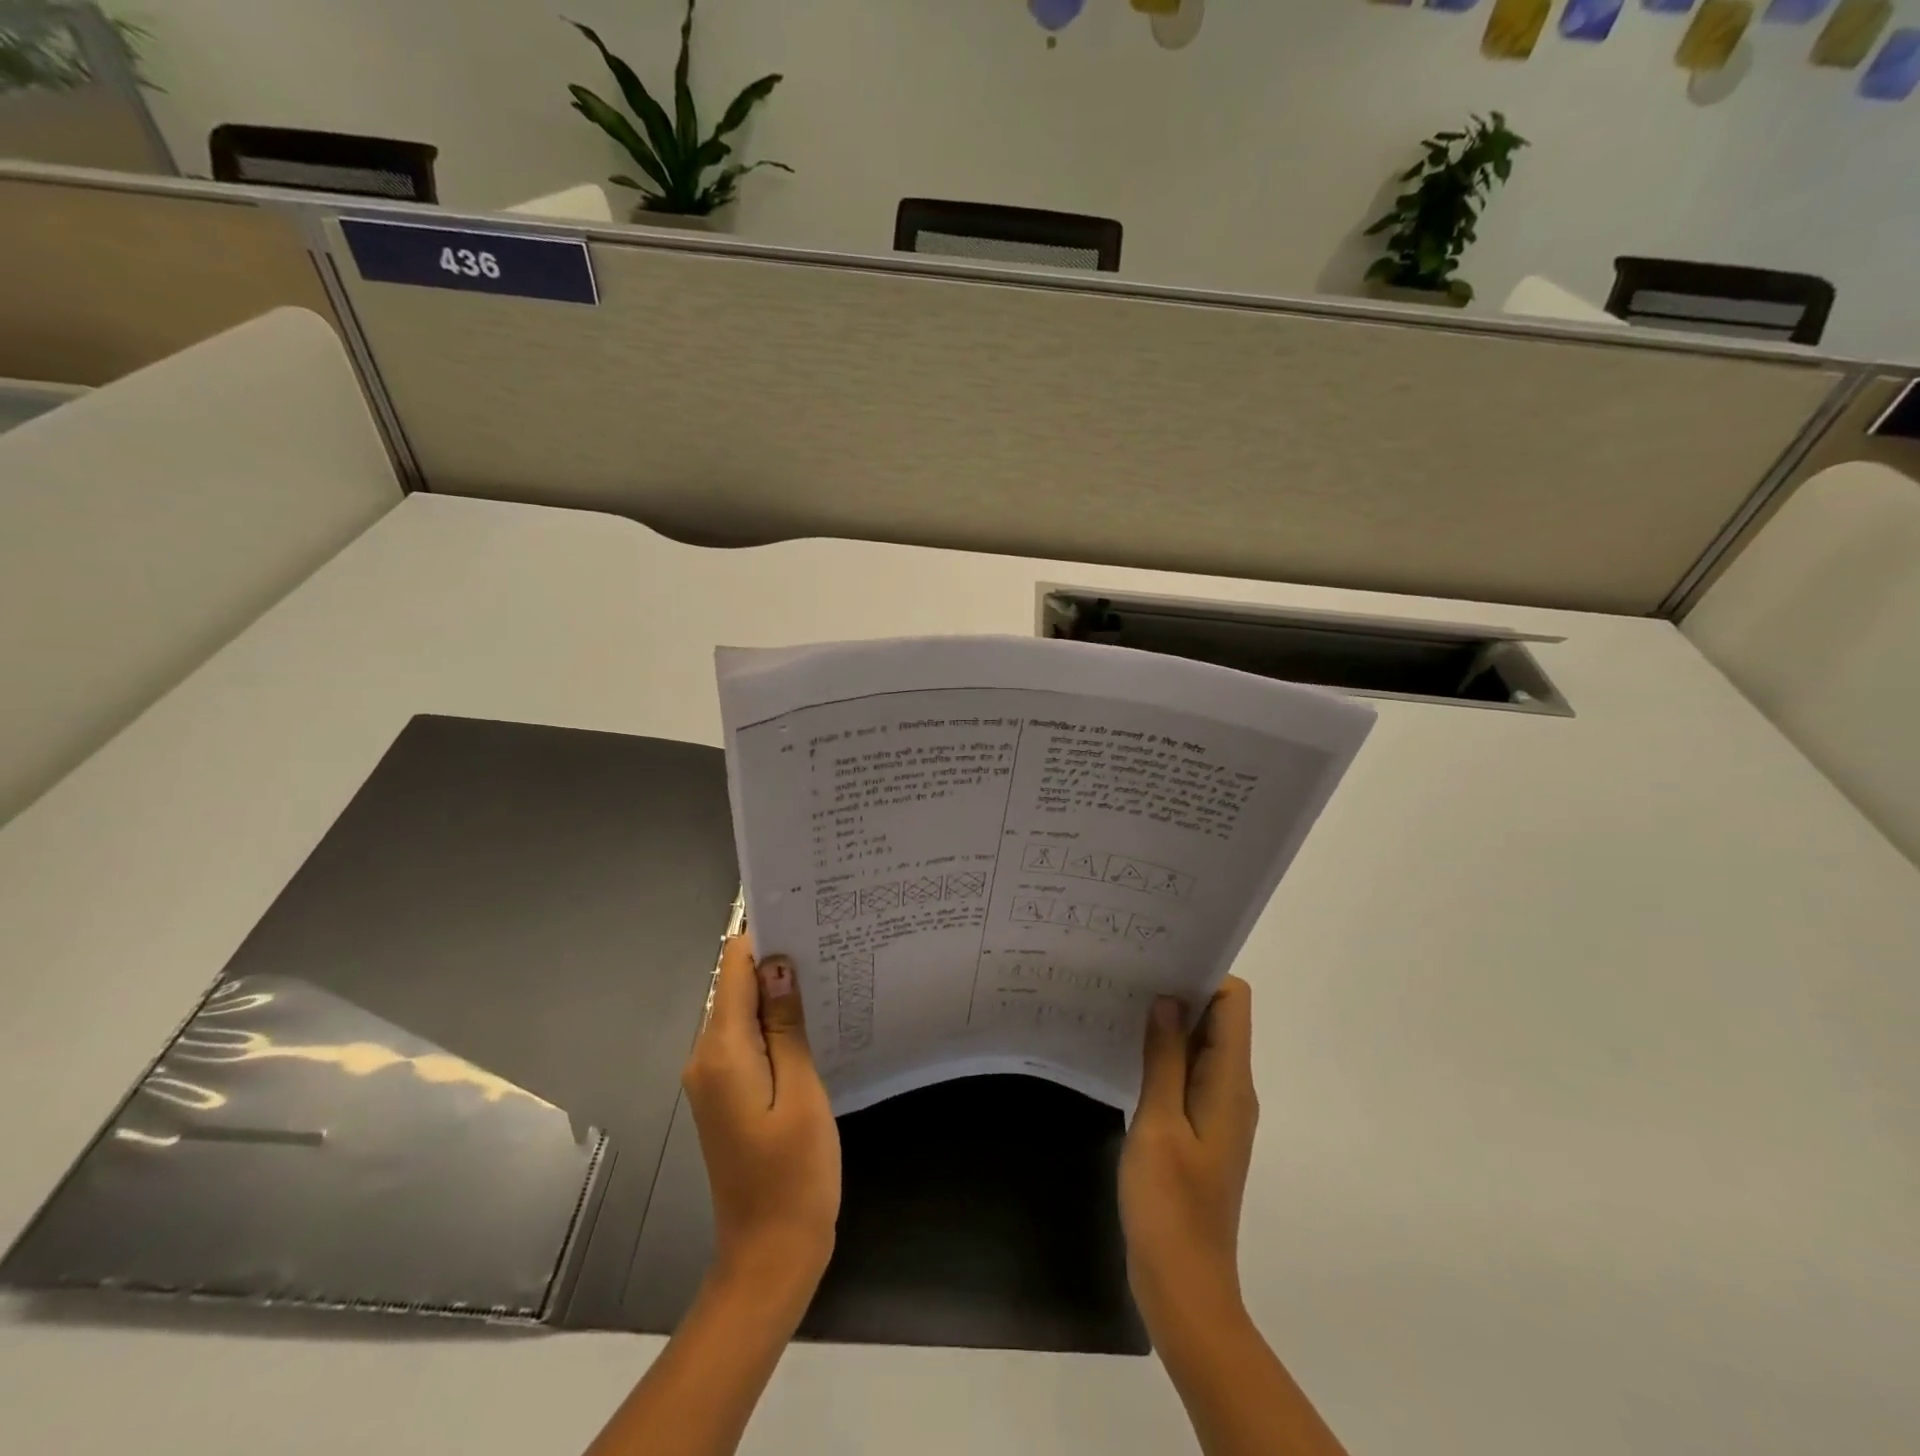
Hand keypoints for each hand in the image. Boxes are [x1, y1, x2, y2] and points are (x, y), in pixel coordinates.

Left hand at [682, 935, 840, 1306]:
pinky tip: (813, 1021)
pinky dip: (775, 1025)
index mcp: (720, 1052)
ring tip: (830, 972)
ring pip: (743, 1013)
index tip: (806, 917)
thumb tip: (778, 964)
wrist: (770, 1256)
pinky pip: (747, 1041)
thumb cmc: (794, 1173)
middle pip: (736, 987)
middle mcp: (705, 1057)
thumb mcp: (801, 1090)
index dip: (764, 937)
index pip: (732, 969)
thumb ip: (785, 1025)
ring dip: (779, 994)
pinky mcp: (726, 1094)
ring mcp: (713, 1078)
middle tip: (830, 942)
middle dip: (777, 962)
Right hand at [1120, 976, 1258, 1329]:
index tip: (1157, 960)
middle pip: (1218, 1018)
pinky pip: (1187, 1072)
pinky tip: (1126, 1048)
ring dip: (1169, 1022)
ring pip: (1200, 1045)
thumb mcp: (1158, 1123)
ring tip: (1121, 1001)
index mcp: (1230, 1083)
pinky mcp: (1199, 1128)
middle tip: (1129, 973)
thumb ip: (1165, 1057)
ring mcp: (1217, 1110)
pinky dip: (1164, 1053)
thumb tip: (1168, 998)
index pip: (1233, 1002)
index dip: (1201, 974)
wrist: (1184, 1288)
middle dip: (1180, 991)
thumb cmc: (1170, 1205)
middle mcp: (1232, 1089)